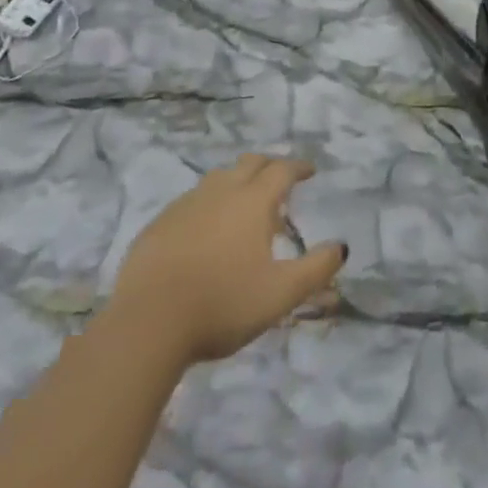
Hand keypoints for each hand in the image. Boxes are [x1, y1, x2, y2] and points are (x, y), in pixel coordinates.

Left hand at [109, 154, 346, 367]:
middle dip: (268, 166)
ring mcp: (185, 205)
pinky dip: (206, 205)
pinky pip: (189, 202)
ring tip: (242, 204)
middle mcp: (220, 192)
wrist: (147, 324)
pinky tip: (203, 231)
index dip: (298, 168)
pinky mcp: (157, 225)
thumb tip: (341, 247)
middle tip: (278, 180)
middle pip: (249, 163)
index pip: (281, 170)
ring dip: (236, 182)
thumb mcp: (280, 294)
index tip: (309, 172)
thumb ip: (316, 269)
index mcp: (253, 202)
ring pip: (217, 179)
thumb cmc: (222, 304)